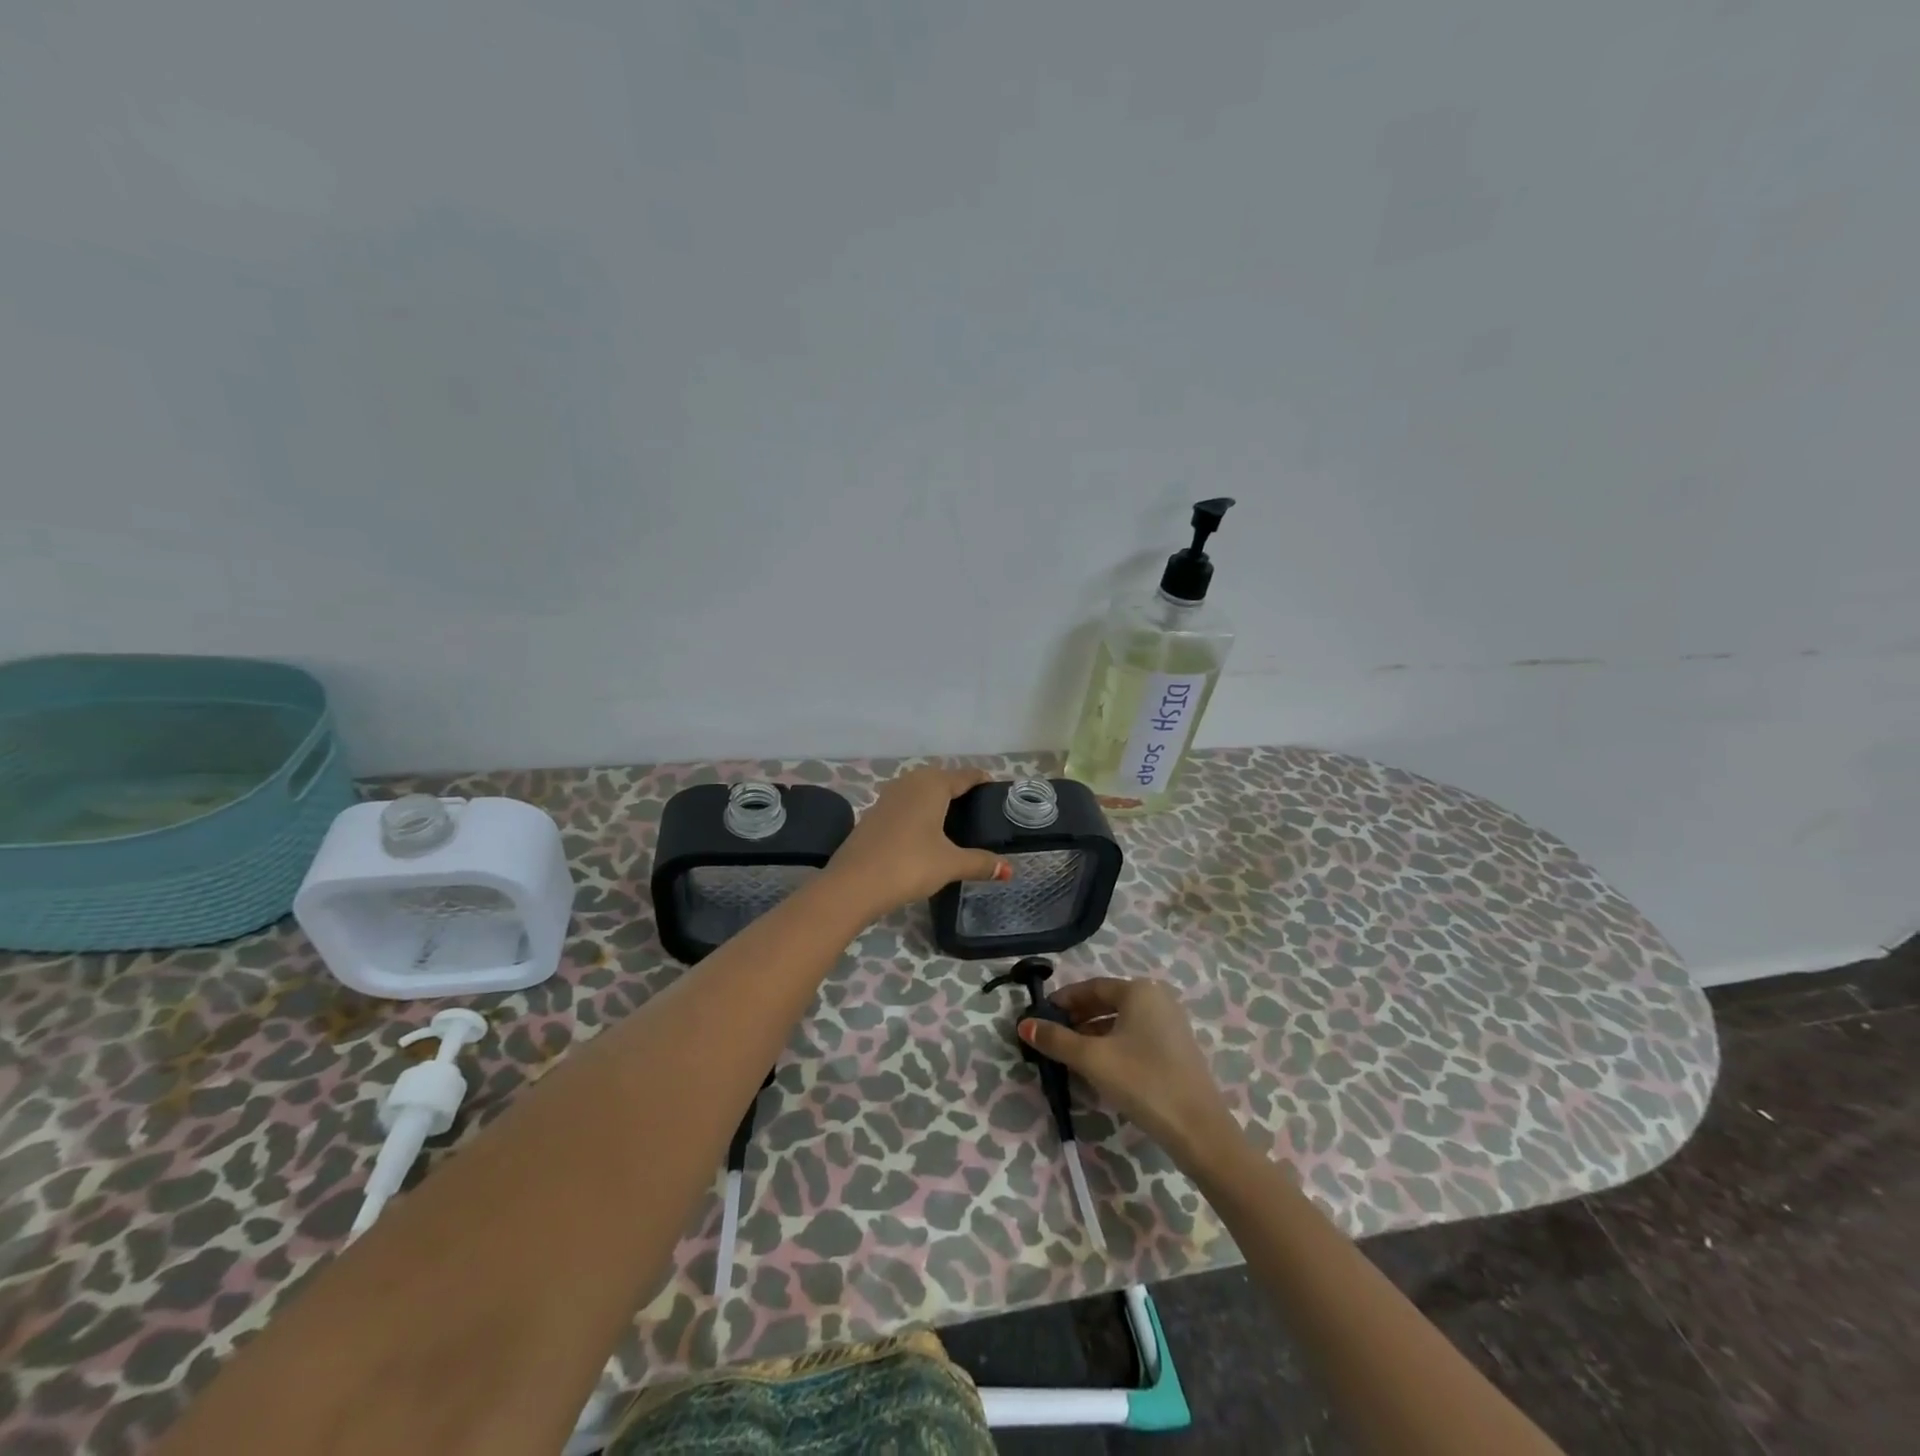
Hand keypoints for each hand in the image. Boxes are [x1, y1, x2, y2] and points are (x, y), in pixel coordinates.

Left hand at [824, 767, 1009, 916]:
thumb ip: (981, 863)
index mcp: (932, 785)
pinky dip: (919, 812)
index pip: (965, 775)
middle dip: (960, 789)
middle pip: (942, 778)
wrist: (853, 884)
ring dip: (937, 800)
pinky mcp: (874, 814)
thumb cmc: (909, 865)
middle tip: (979, 811)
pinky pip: (905, 804)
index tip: (998, 792)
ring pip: (920, 790)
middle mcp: (910, 782)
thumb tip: (1010, 870)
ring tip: (955, 821)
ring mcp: (888, 797)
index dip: (983, 781)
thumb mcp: (950, 864)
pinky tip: (925, 832)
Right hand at [1019, 977, 1238, 1163]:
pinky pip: (1136, 1036)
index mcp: (1139, 991)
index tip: (1040, 1016)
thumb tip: (1024, 1024)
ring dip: (1093, 1033)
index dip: (1063, 1001)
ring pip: (1121, 1021)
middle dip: (1077, 1018)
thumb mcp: (1092, 1059)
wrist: (1198, 1129)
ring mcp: (1171, 1023)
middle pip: (1107, 1002)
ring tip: (1070, 1054)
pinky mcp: (1177, 1048)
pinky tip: (1099, 1067)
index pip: (1091, 987)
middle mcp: (1157, 998)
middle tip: (1051, 1036)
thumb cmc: (1142, 1082)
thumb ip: (1056, 1040)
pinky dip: (1113, 1044)